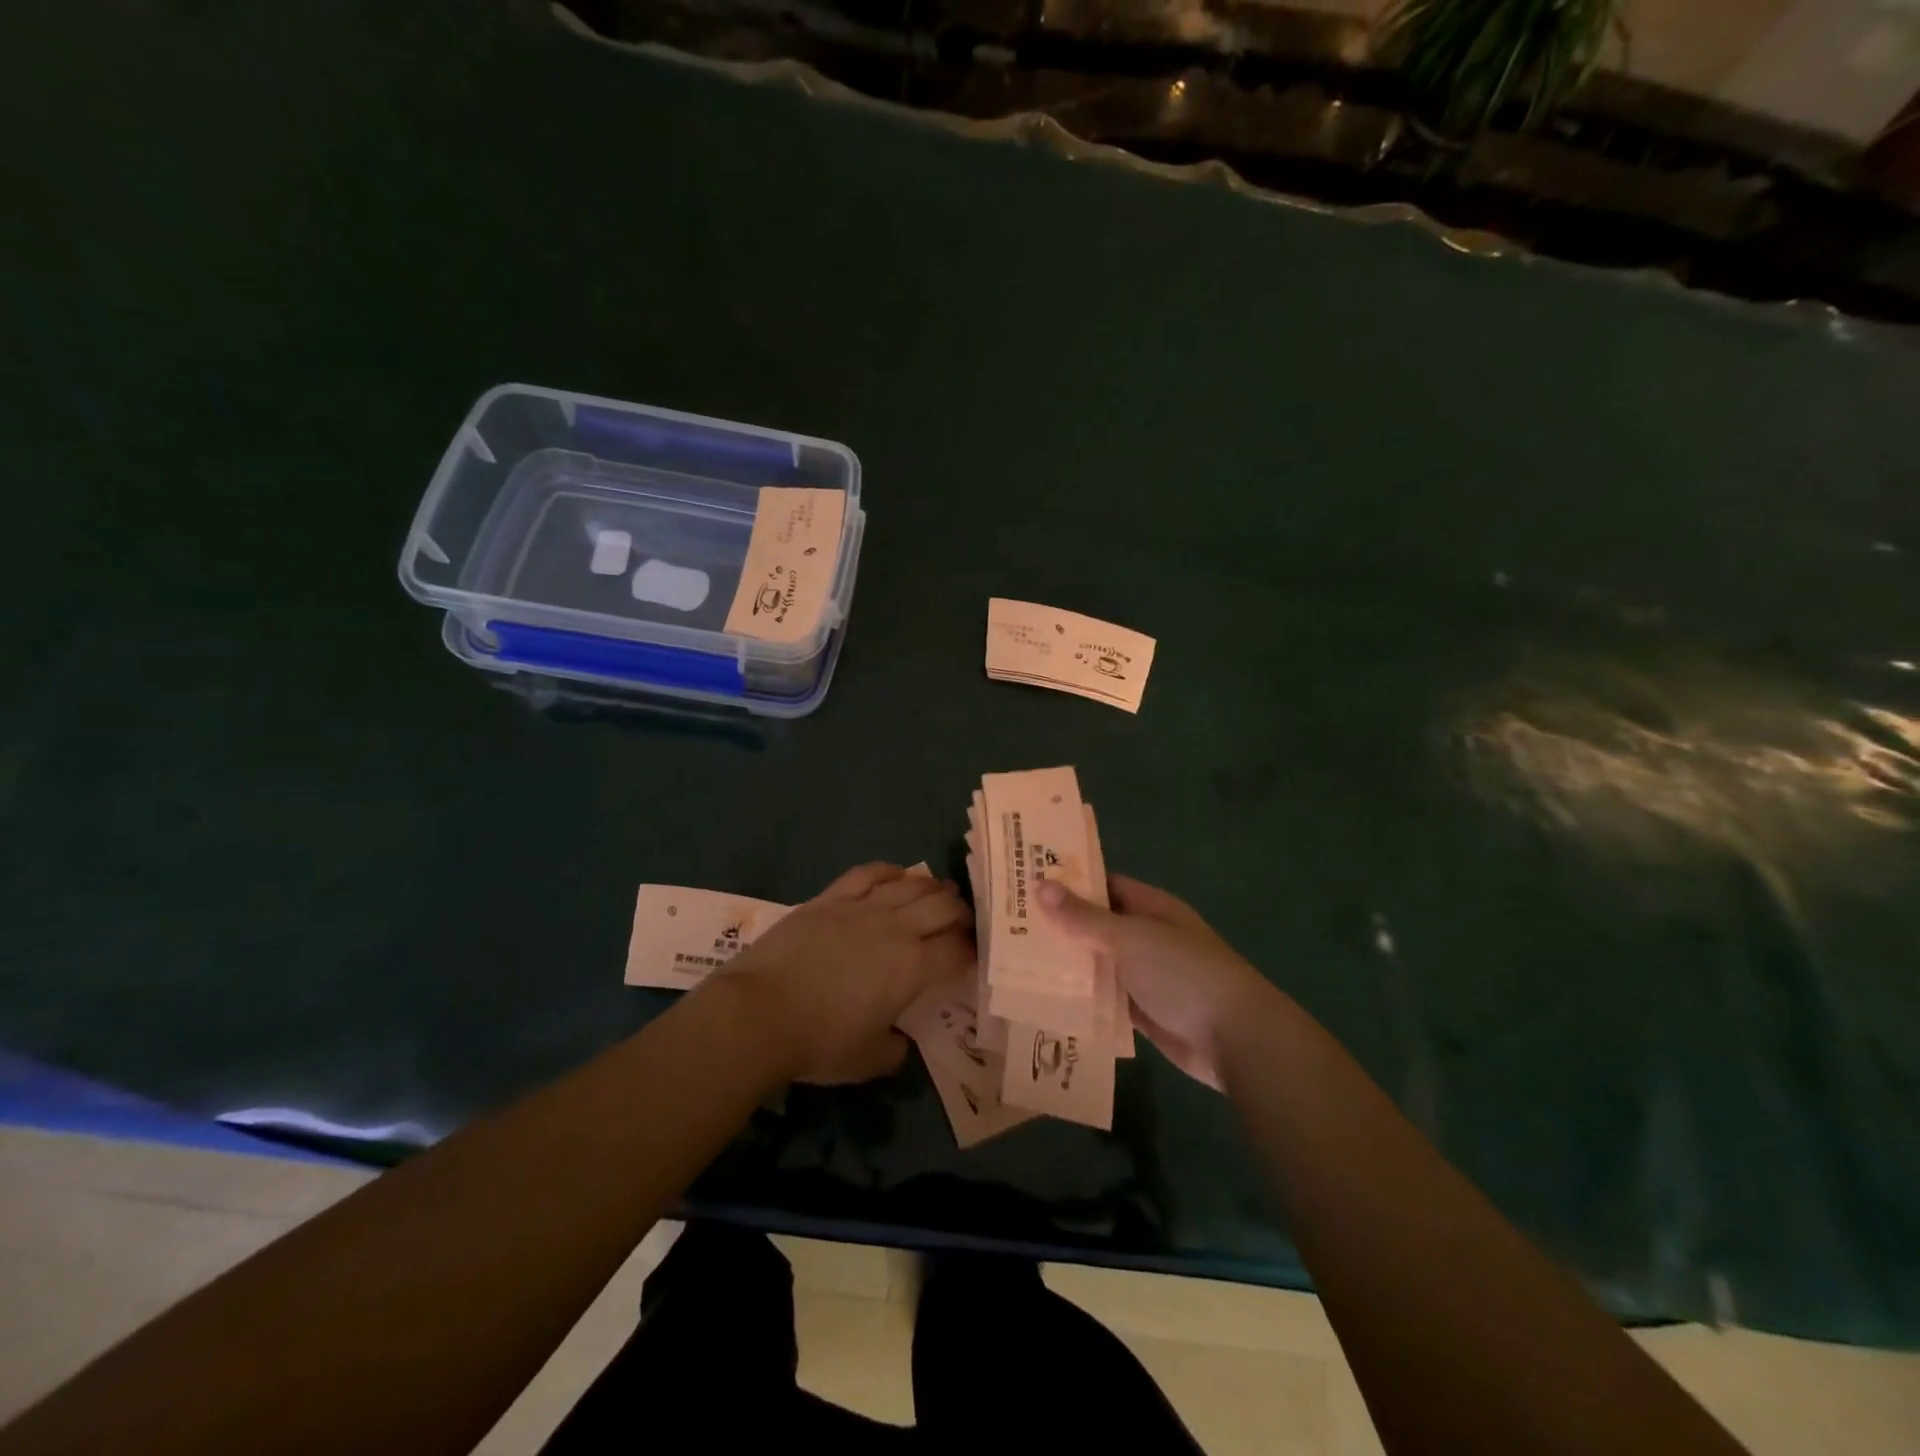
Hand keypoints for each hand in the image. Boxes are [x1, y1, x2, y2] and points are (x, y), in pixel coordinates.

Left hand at [724, 863, 972, 1085]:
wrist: (759, 1013)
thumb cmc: (819, 1042)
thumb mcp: (868, 1061)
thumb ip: (895, 1050)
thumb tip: (901, 1041)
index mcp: (912, 968)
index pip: (957, 949)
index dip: (972, 950)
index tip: (975, 955)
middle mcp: (895, 929)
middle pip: (942, 906)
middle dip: (961, 911)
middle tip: (964, 922)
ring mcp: (861, 908)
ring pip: (910, 885)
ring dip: (932, 887)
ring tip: (940, 893)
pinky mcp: (830, 899)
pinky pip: (868, 873)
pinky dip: (890, 871)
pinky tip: (898, 875)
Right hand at [1037, 874, 1273, 1090]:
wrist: (1234, 1037)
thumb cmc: (1182, 973)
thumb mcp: (1129, 937)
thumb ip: (1084, 917)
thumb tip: (1041, 885)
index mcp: (1151, 908)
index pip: (1104, 886)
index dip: (1070, 882)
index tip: (1028, 882)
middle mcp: (1148, 937)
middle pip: (1098, 926)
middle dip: (1061, 926)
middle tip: (1011, 924)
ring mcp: (1146, 976)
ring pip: (1099, 964)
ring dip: (1068, 964)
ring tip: (1017, 960)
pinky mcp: (1143, 1012)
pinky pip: (1105, 999)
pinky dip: (1082, 999)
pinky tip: (1046, 999)